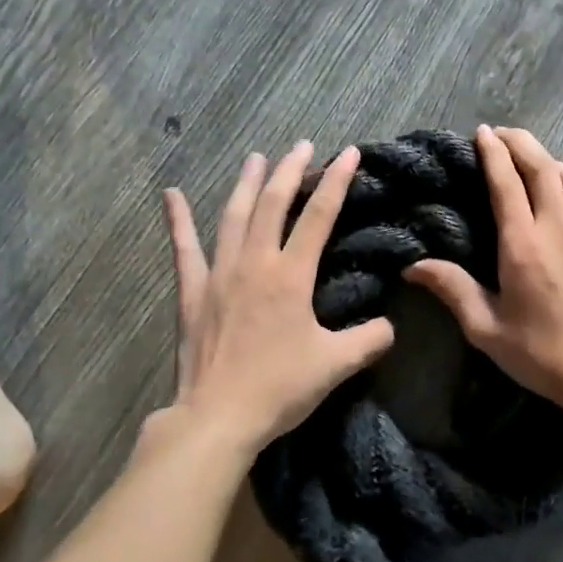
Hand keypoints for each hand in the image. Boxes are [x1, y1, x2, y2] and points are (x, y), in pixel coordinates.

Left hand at [158, 142, 394, 458]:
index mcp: (291, 275)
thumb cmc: (279, 388)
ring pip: (234, 216)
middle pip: (273, 203)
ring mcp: (219, 274)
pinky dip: (178, 221)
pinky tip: (171, 195)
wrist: (218, 416)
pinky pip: (185, 248)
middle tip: (301, 145)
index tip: (347, 153)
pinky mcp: (193, 292)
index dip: (336, 181)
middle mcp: (255, 263)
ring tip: (255, 157)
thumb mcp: (336, 365)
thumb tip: (390, 326)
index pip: (319, 216)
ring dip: (246, 183)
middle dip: (290, 170)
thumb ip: (369, 340)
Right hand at [405, 125, 562, 418]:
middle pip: (542, 167)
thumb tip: (412, 267)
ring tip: (538, 165)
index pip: (506, 182)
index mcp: (522, 244)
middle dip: (521, 143)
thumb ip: (452, 289)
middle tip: (505, 134)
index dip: (493, 152)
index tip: (484, 133)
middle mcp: (559, 227)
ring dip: (552, 163)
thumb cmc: (542, 354)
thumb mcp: (487, 329)